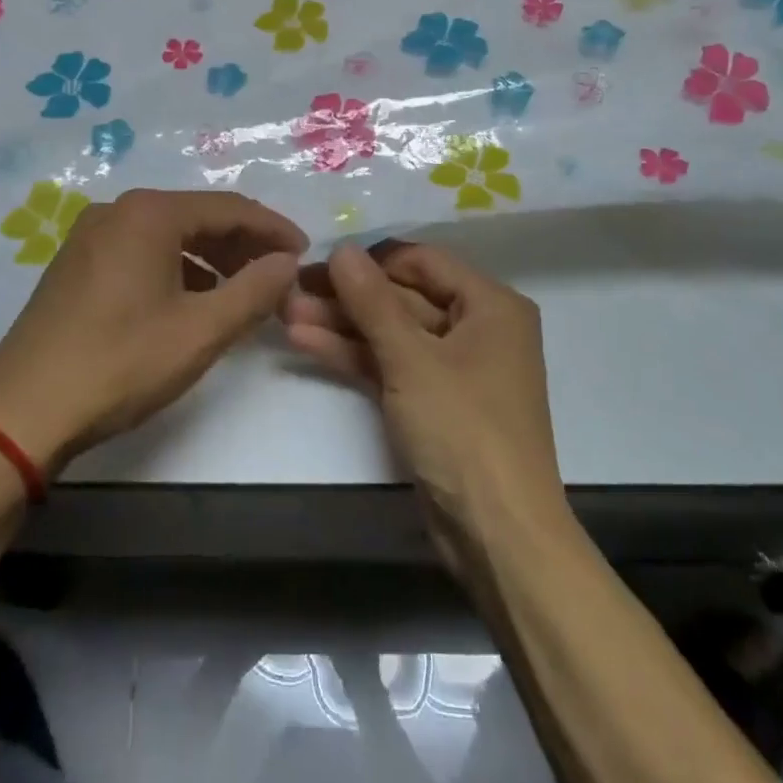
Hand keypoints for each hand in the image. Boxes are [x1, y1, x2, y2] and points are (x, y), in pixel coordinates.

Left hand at [0, 189, 307, 472]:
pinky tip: (193, 302)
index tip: (304, 254)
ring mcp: (90, 236)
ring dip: (212, 260)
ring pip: (169, 236)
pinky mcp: (76, 264)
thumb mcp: (201, 331)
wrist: (22, 412)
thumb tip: (287, 262)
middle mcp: (118, 211)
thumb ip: (254, 290)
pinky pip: (142, 253)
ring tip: (243, 292)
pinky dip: (177, 271)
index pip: (230, 208)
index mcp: (149, 213)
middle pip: (198, 217)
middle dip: (243, 245)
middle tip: (278, 277)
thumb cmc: (120, 363)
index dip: (273, 229)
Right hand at [282, 242, 563, 545]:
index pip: (422, 262)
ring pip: (391, 334)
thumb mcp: (412, 359)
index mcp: (490, 305)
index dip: (371, 260)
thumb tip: (343, 249)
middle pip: (403, 298)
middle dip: (347, 297)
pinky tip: (306, 342)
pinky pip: (391, 366)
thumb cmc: (464, 430)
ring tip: (286, 313)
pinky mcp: (432, 403)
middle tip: (291, 290)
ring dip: (342, 325)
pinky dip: (354, 355)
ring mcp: (453, 368)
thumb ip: (373, 301)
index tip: (320, 260)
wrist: (497, 534)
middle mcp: (476, 329)